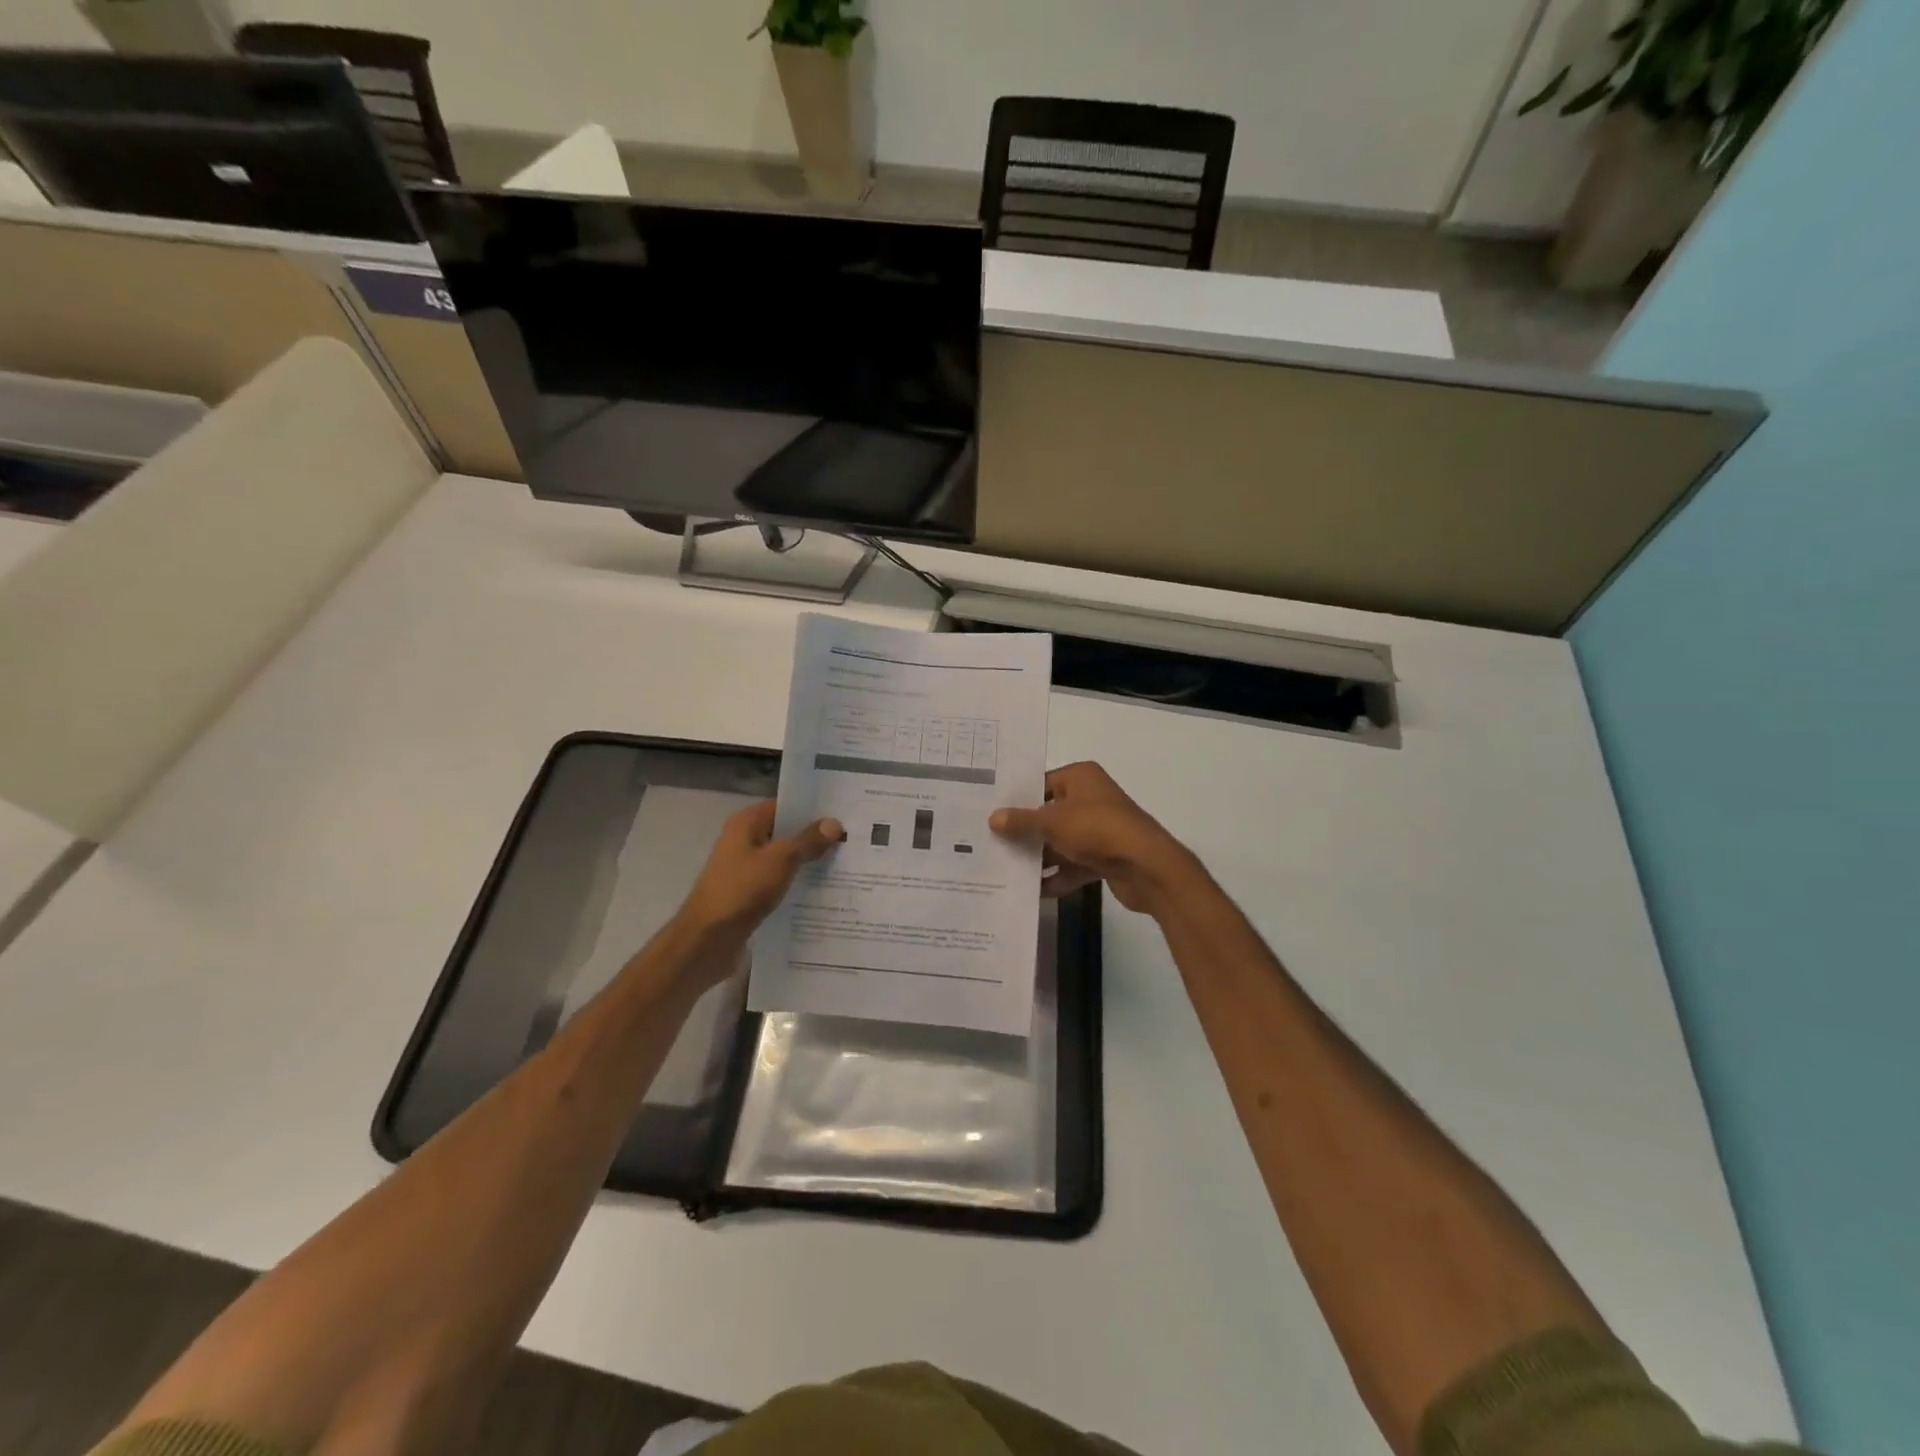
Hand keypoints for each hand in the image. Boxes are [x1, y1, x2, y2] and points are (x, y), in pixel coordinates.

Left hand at [671, 801, 842, 980]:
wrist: (707, 940)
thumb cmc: (742, 890)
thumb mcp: (780, 860)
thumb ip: (808, 841)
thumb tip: (834, 823)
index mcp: (745, 824)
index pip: (784, 807)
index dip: (812, 811)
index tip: (843, 816)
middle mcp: (743, 841)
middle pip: (785, 833)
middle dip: (815, 838)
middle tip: (851, 841)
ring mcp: (745, 869)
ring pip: (783, 860)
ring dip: (808, 863)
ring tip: (845, 866)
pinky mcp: (748, 895)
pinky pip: (778, 882)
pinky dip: (797, 885)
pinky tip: (823, 892)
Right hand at [989, 762, 1200, 914]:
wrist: (1146, 866)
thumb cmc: (1096, 829)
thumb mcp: (1052, 822)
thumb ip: (1021, 821)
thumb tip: (993, 818)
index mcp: (1081, 777)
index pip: (1042, 782)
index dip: (1017, 798)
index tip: (991, 812)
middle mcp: (1091, 798)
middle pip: (1050, 813)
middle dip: (1025, 831)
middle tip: (991, 842)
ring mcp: (1099, 829)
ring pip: (1061, 841)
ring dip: (1039, 856)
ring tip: (1004, 868)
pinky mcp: (1105, 857)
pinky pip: (1074, 864)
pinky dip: (1058, 876)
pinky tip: (1033, 891)